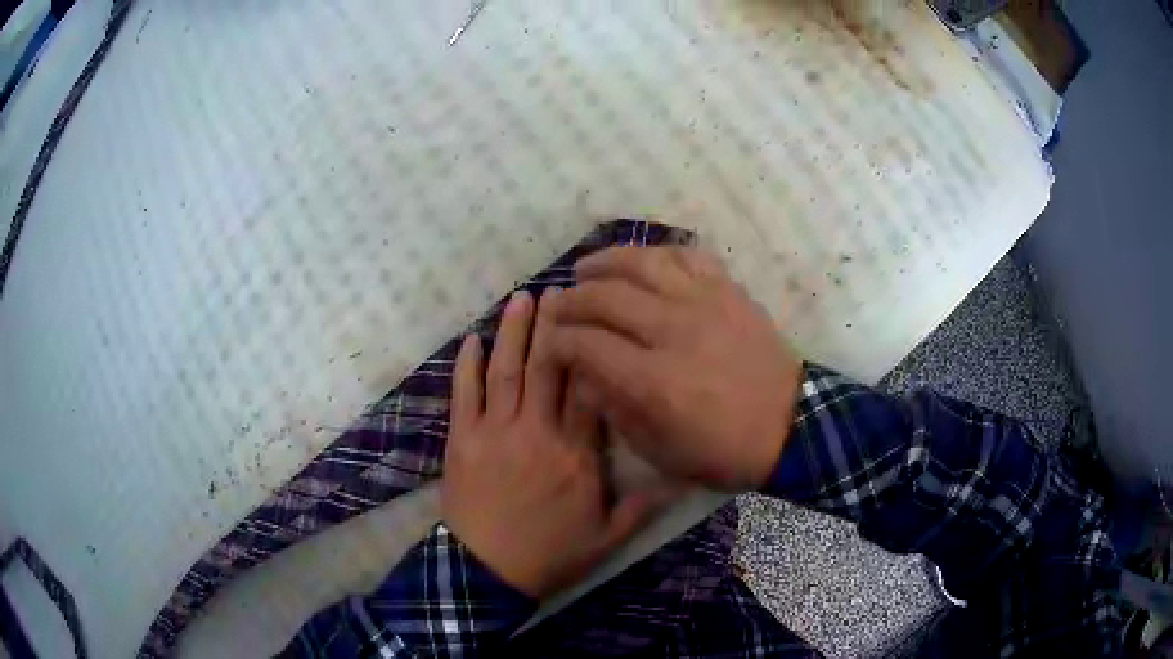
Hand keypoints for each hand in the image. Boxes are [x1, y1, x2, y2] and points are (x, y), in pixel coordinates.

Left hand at [442, 290, 662, 598]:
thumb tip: (679, 479)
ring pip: (506, 371)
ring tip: (522, 298)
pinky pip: (464, 394)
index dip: (595, 352)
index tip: (600, 320)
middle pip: (547, 368)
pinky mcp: (463, 439)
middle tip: (561, 290)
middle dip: (555, 326)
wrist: (487, 571)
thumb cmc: (549, 554)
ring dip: (513, 332)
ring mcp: (495, 431)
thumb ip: (641, 506)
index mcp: (575, 454)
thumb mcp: (606, 539)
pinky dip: (467, 364)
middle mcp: (536, 432)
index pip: (589, 391)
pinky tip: (472, 337)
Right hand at [549, 246, 802, 491]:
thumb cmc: (721, 450)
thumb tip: (584, 374)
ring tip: (585, 268)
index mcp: (653, 380)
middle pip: (605, 296)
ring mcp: (704, 303)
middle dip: (571, 299)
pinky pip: (687, 255)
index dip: (558, 340)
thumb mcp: (658, 450)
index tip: (551, 342)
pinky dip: (658, 252)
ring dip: (605, 261)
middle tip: (559, 305)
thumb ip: (614, 410)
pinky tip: (643, 262)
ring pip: (643, 262)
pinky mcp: (728, 291)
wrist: (788, 427)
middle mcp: (673, 331)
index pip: (586, 344)